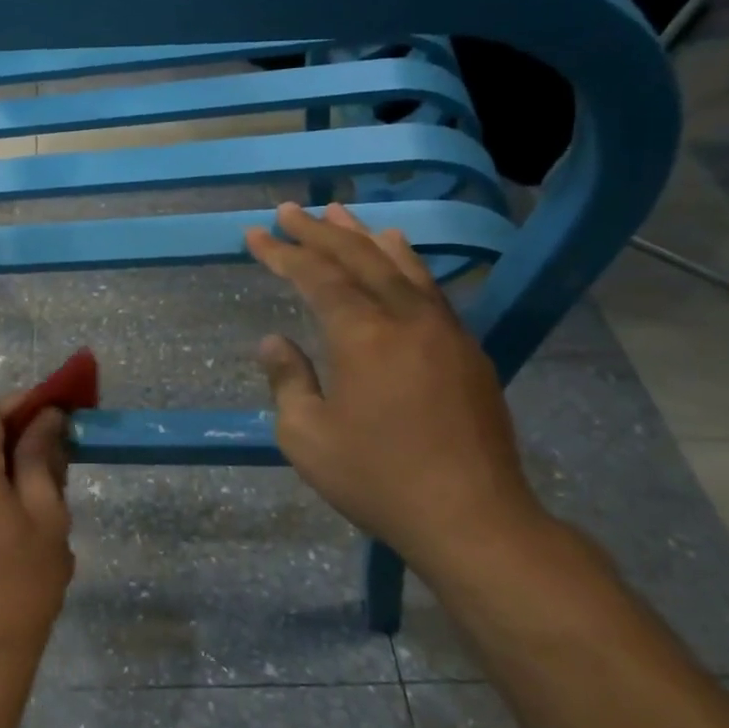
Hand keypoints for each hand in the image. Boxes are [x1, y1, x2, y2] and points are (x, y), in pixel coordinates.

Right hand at [245, 201, 544, 564]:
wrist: (472, 518)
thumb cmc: (377, 479)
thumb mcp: (307, 437)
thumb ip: (288, 380)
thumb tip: (274, 341)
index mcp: (362, 336)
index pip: (315, 277)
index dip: (282, 253)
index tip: (256, 233)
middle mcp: (405, 318)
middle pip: (358, 258)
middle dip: (319, 232)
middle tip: (290, 209)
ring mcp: (443, 331)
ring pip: (400, 265)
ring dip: (364, 237)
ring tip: (340, 214)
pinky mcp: (467, 350)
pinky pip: (430, 288)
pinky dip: (406, 262)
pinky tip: (399, 252)